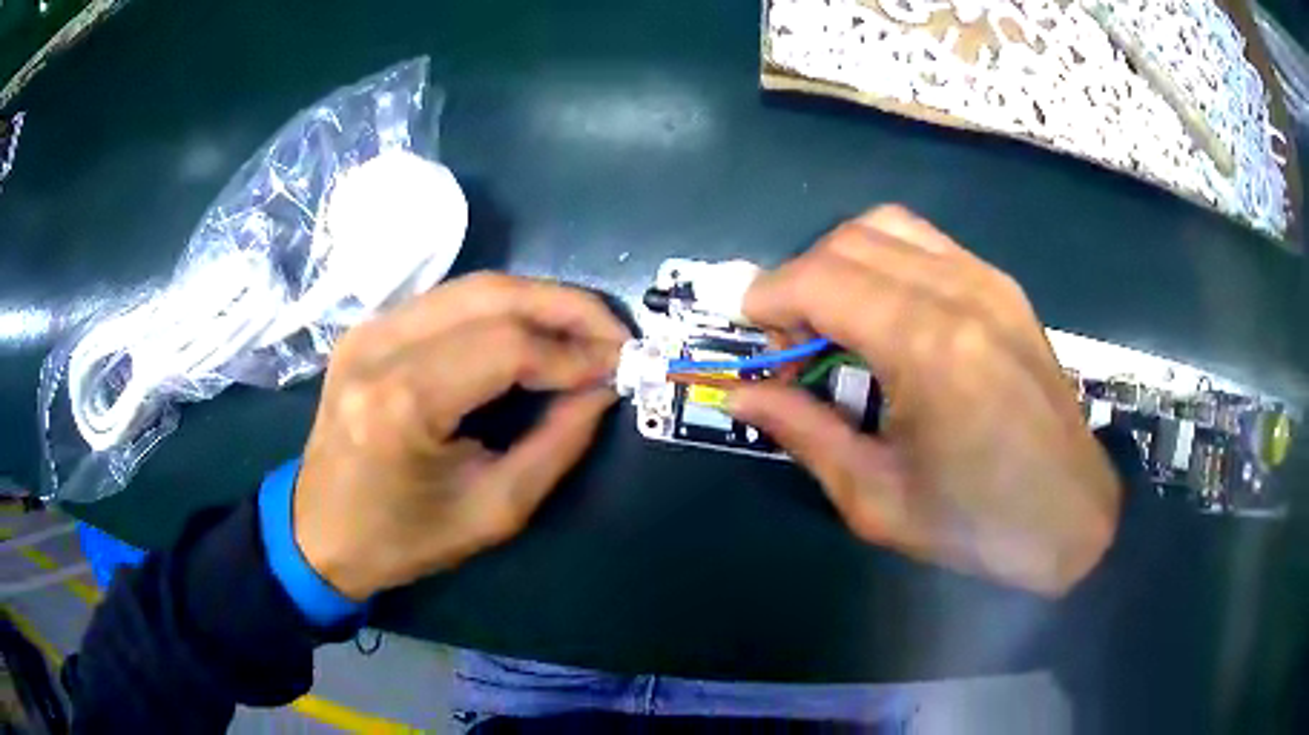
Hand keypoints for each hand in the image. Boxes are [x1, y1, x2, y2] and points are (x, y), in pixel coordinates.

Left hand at [294, 273, 629, 599]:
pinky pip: (447, 301)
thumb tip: (602, 388)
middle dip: (566, 306)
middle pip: (491, 294)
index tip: (619, 366)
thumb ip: (557, 446)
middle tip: (614, 332)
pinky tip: (530, 333)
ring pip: (471, 287)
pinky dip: (500, 309)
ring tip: (583, 330)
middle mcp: (379, 346)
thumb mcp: (493, 511)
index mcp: (402, 403)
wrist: (319, 532)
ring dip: (537, 301)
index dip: (573, 351)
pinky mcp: (366, 329)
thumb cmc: (403, 538)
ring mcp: (367, 329)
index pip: (507, 347)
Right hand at [728, 206, 1121, 596]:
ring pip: (886, 226)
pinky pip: (926, 243)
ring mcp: (988, 280)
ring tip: (835, 319)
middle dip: (799, 280)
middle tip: (792, 342)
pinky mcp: (1004, 286)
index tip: (751, 334)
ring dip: (841, 261)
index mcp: (926, 348)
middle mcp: (958, 292)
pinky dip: (885, 260)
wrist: (1071, 518)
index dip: (768, 296)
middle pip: (847, 242)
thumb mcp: (876, 497)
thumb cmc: (975, 523)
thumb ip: (803, 432)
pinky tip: (887, 313)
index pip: (820, 279)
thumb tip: (741, 393)